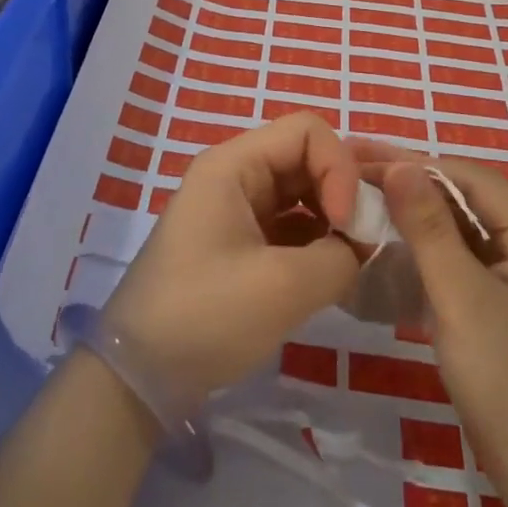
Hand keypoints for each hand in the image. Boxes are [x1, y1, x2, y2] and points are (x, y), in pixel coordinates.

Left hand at [103, 114, 363, 406]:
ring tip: (355, 257)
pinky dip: (317, 241)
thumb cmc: (206, 316)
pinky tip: (334, 272)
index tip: (348, 223)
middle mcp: (235, 175)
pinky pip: (290, 225)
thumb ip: (339, 256)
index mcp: (234, 165)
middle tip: (365, 240)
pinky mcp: (240, 243)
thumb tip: (359, 248)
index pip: (307, 131)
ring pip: (301, 193)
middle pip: (305, 158)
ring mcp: (236, 210)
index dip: (338, 167)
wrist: (141, 375)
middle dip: (342, 192)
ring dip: (333, 218)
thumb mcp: (283, 287)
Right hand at [350, 140, 507, 487]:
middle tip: (353, 177)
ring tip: (363, 204)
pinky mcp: (507, 306)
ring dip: (417, 219)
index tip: (359, 157)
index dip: (414, 163)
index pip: (471, 178)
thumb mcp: (462, 298)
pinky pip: (464, 262)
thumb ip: (430, 228)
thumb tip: (399, 164)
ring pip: (464, 231)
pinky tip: (392, 248)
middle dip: (412, 187)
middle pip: (468, 200)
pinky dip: (429, 252)